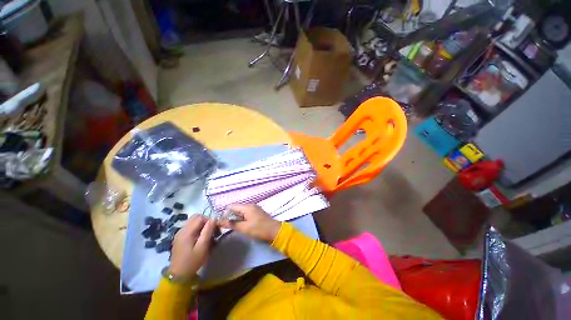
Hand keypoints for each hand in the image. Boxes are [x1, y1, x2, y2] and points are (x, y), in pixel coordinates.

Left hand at [169, 215, 215, 277]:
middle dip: (206, 221)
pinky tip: (201, 238)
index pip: (200, 218)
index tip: (217, 228)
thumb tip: (214, 219)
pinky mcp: (180, 237)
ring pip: (193, 222)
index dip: (210, 220)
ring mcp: (180, 233)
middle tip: (213, 230)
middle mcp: (182, 230)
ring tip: (208, 235)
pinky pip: (191, 227)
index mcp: (186, 232)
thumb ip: (208, 232)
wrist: (178, 275)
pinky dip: (198, 229)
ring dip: (202, 225)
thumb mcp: (202, 247)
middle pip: (196, 217)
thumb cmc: (192, 262)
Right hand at [217, 204, 280, 242]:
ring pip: (241, 212)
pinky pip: (246, 214)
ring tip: (233, 227)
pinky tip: (241, 226)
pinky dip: (242, 219)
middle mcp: (250, 206)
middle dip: (230, 216)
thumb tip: (219, 221)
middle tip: (226, 226)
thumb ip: (231, 224)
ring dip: (236, 218)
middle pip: (236, 208)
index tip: (222, 222)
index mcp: (247, 207)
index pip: (232, 206)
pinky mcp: (257, 214)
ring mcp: (254, 209)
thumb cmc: (259, 229)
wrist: (274, 231)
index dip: (225, 213)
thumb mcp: (244, 228)